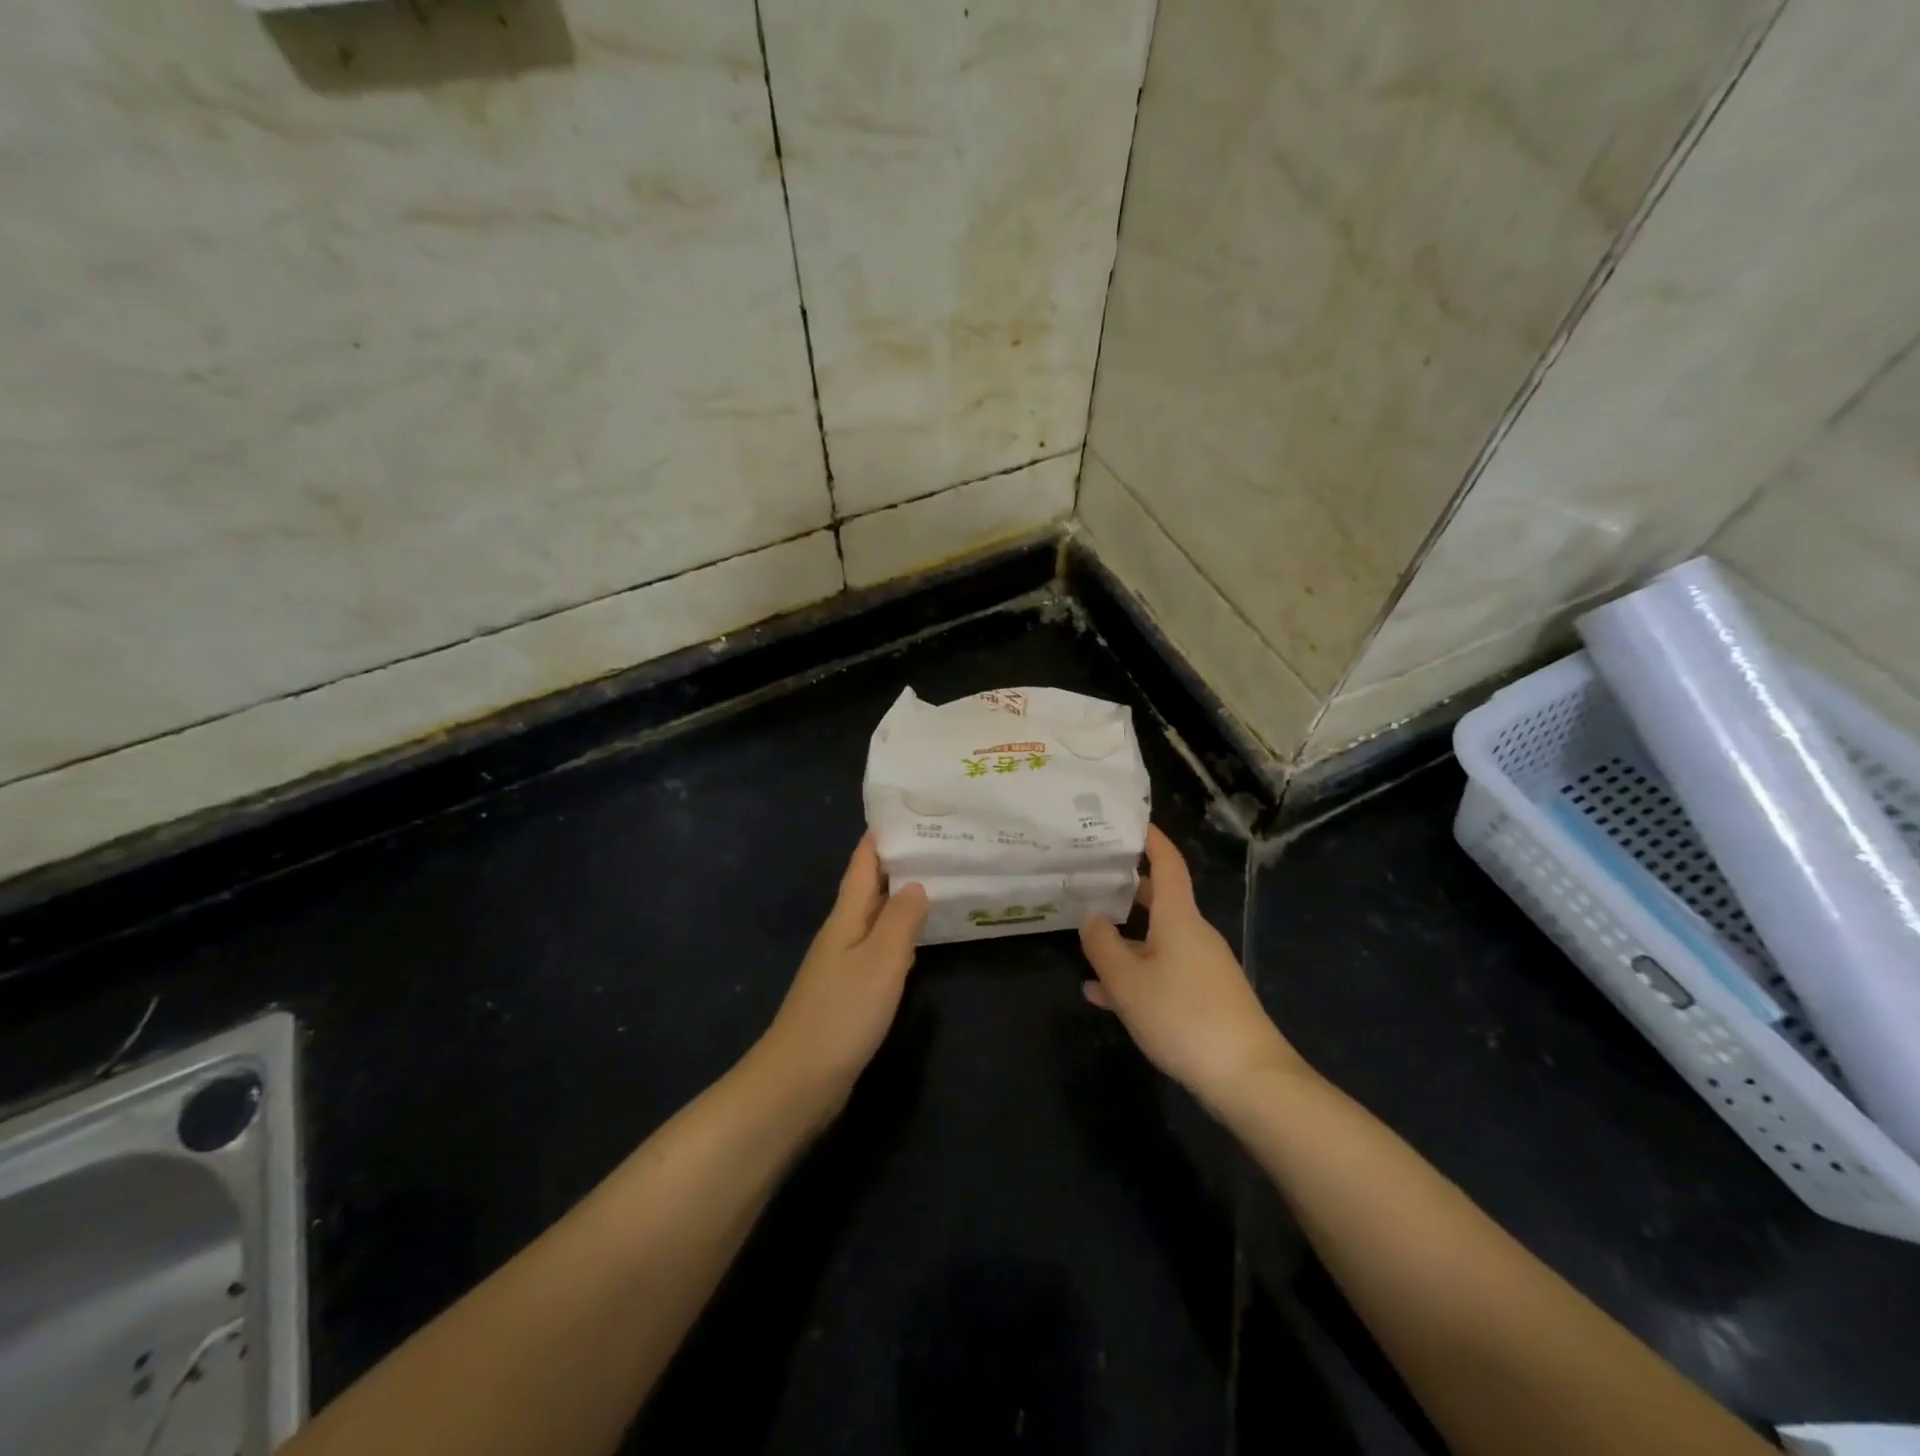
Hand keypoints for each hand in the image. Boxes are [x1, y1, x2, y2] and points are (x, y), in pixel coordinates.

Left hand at [757, 834, 927, 1112]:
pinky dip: (899, 936)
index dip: (880, 837)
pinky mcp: (849, 992)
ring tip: (937, 881)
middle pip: (870, 888)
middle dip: (898, 863)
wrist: (797, 1082)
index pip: (863, 865)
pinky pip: (878, 950)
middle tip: (938, 843)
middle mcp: (842, 934)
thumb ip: (900, 920)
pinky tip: (918, 942)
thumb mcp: (879, 961)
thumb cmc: (841, 1014)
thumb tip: (916, 882)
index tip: (906, 810)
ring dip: (901, 899)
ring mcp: (843, 964)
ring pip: (875, 918)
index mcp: (845, 918)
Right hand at [1079, 826, 1306, 1113]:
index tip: (1130, 822)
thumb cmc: (1182, 1015)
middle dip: (1126, 889)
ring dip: (1124, 940)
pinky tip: (1103, 995)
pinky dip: (1136, 976)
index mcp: (1178, 918)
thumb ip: (1102, 945)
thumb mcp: (1127, 981)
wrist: (1249, 1078)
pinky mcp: (1206, 998)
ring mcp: (1202, 967)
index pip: (1167, 864)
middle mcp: (1193, 934)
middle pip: (1159, 901)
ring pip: (1156, 941)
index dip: (1150, 840)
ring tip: (1086, 941)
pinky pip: (1163, 973)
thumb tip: (1091, 916)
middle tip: (1091, 879)